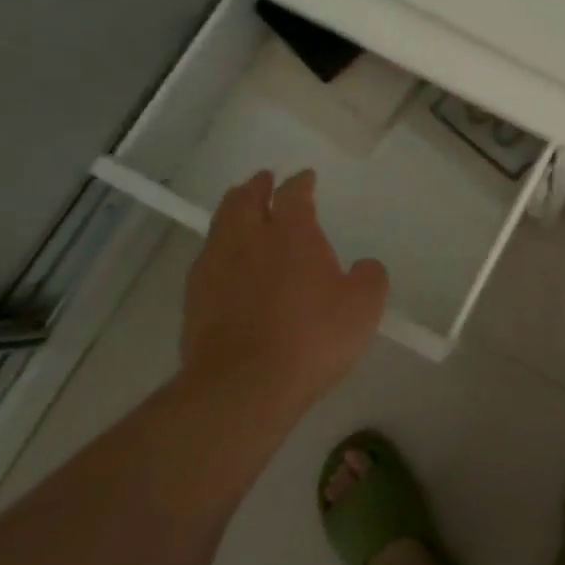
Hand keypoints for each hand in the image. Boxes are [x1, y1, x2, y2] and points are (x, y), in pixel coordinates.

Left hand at [182, 170, 387, 418]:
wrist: (242, 386)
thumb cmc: (311, 338)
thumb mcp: (362, 307)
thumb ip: (369, 278)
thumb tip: (364, 266)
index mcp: (292, 233)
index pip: (294, 194)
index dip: (301, 182)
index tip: (306, 177)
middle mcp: (249, 240)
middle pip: (245, 200)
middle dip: (255, 187)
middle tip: (262, 181)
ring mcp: (216, 269)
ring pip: (220, 226)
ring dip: (232, 212)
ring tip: (239, 211)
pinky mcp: (194, 301)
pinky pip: (207, 260)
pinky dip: (218, 250)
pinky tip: (225, 263)